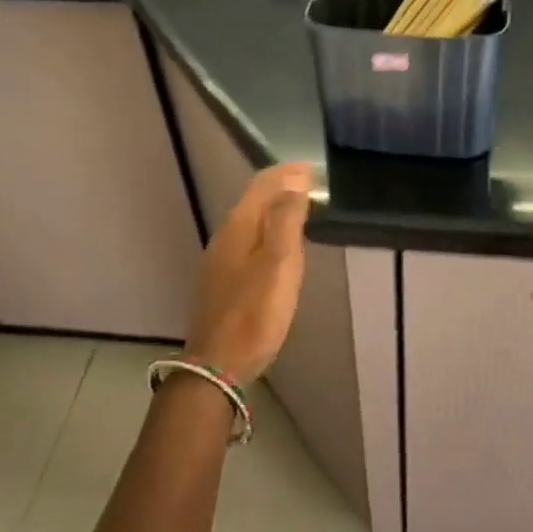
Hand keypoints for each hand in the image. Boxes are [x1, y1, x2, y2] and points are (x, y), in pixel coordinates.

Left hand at [184, 162, 313, 386]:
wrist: (219, 363)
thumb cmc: (255, 314)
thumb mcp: (279, 264)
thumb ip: (287, 221)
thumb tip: (294, 183)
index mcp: (238, 227)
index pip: (262, 185)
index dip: (287, 173)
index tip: (313, 168)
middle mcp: (225, 236)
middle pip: (253, 200)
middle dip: (281, 186)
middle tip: (311, 183)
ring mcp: (220, 259)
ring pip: (250, 219)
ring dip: (274, 207)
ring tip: (300, 206)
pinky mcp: (223, 279)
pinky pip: (247, 239)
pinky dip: (267, 228)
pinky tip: (278, 243)